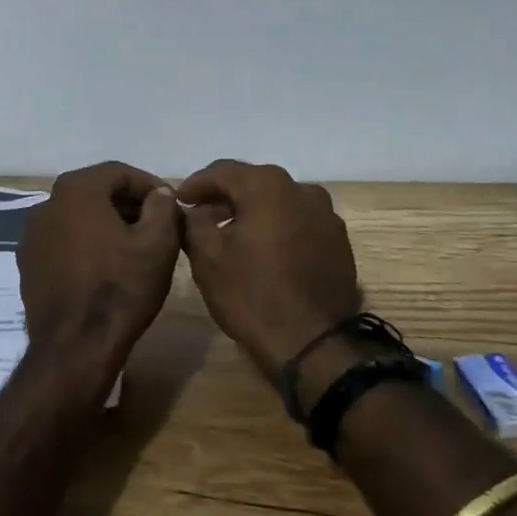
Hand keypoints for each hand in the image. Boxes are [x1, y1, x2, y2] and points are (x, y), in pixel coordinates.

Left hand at [17, 161, 181, 395]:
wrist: (75, 348)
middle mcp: (47, 204)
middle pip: (96, 192)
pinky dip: (86, 245)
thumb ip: (162, 207)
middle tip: (157, 226)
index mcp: (77, 190)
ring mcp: (32, 235)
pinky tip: (106, 268)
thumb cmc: (121, 289)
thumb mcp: (158, 243)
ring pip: (79, 217)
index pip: (120, 172)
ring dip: (107, 224)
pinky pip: (64, 242)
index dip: (150, 185)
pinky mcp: (28, 264)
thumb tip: (159, 193)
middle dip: (129, 204)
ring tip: (135, 248)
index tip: (171, 206)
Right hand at [178, 160, 361, 376]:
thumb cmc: (252, 295)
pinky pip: (298, 221)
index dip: (196, 184)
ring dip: (252, 210)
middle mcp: (302, 189)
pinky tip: (263, 249)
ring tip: (230, 233)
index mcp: (268, 186)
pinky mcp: (338, 240)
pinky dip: (277, 226)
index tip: (178, 200)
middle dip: (224, 196)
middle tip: (200, 215)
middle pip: (253, 182)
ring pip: (279, 201)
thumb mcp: (208, 258)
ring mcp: (326, 214)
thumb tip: (191, 209)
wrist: (314, 344)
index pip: (222, 171)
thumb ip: (193, 222)